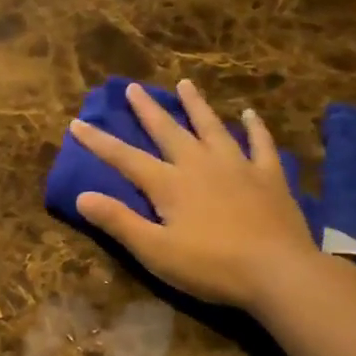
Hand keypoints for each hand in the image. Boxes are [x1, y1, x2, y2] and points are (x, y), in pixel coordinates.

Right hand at [70, 79, 324, 313]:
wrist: (278, 271)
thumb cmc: (211, 266)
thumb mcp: (155, 251)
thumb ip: (119, 222)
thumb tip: (81, 196)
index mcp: (170, 184)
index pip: (125, 158)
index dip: (99, 142)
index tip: (77, 122)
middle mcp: (200, 165)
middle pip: (169, 131)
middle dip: (148, 110)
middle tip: (133, 88)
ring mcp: (238, 167)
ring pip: (212, 127)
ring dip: (196, 106)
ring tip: (185, 84)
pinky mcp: (269, 177)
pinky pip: (260, 144)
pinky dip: (254, 128)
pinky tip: (249, 114)